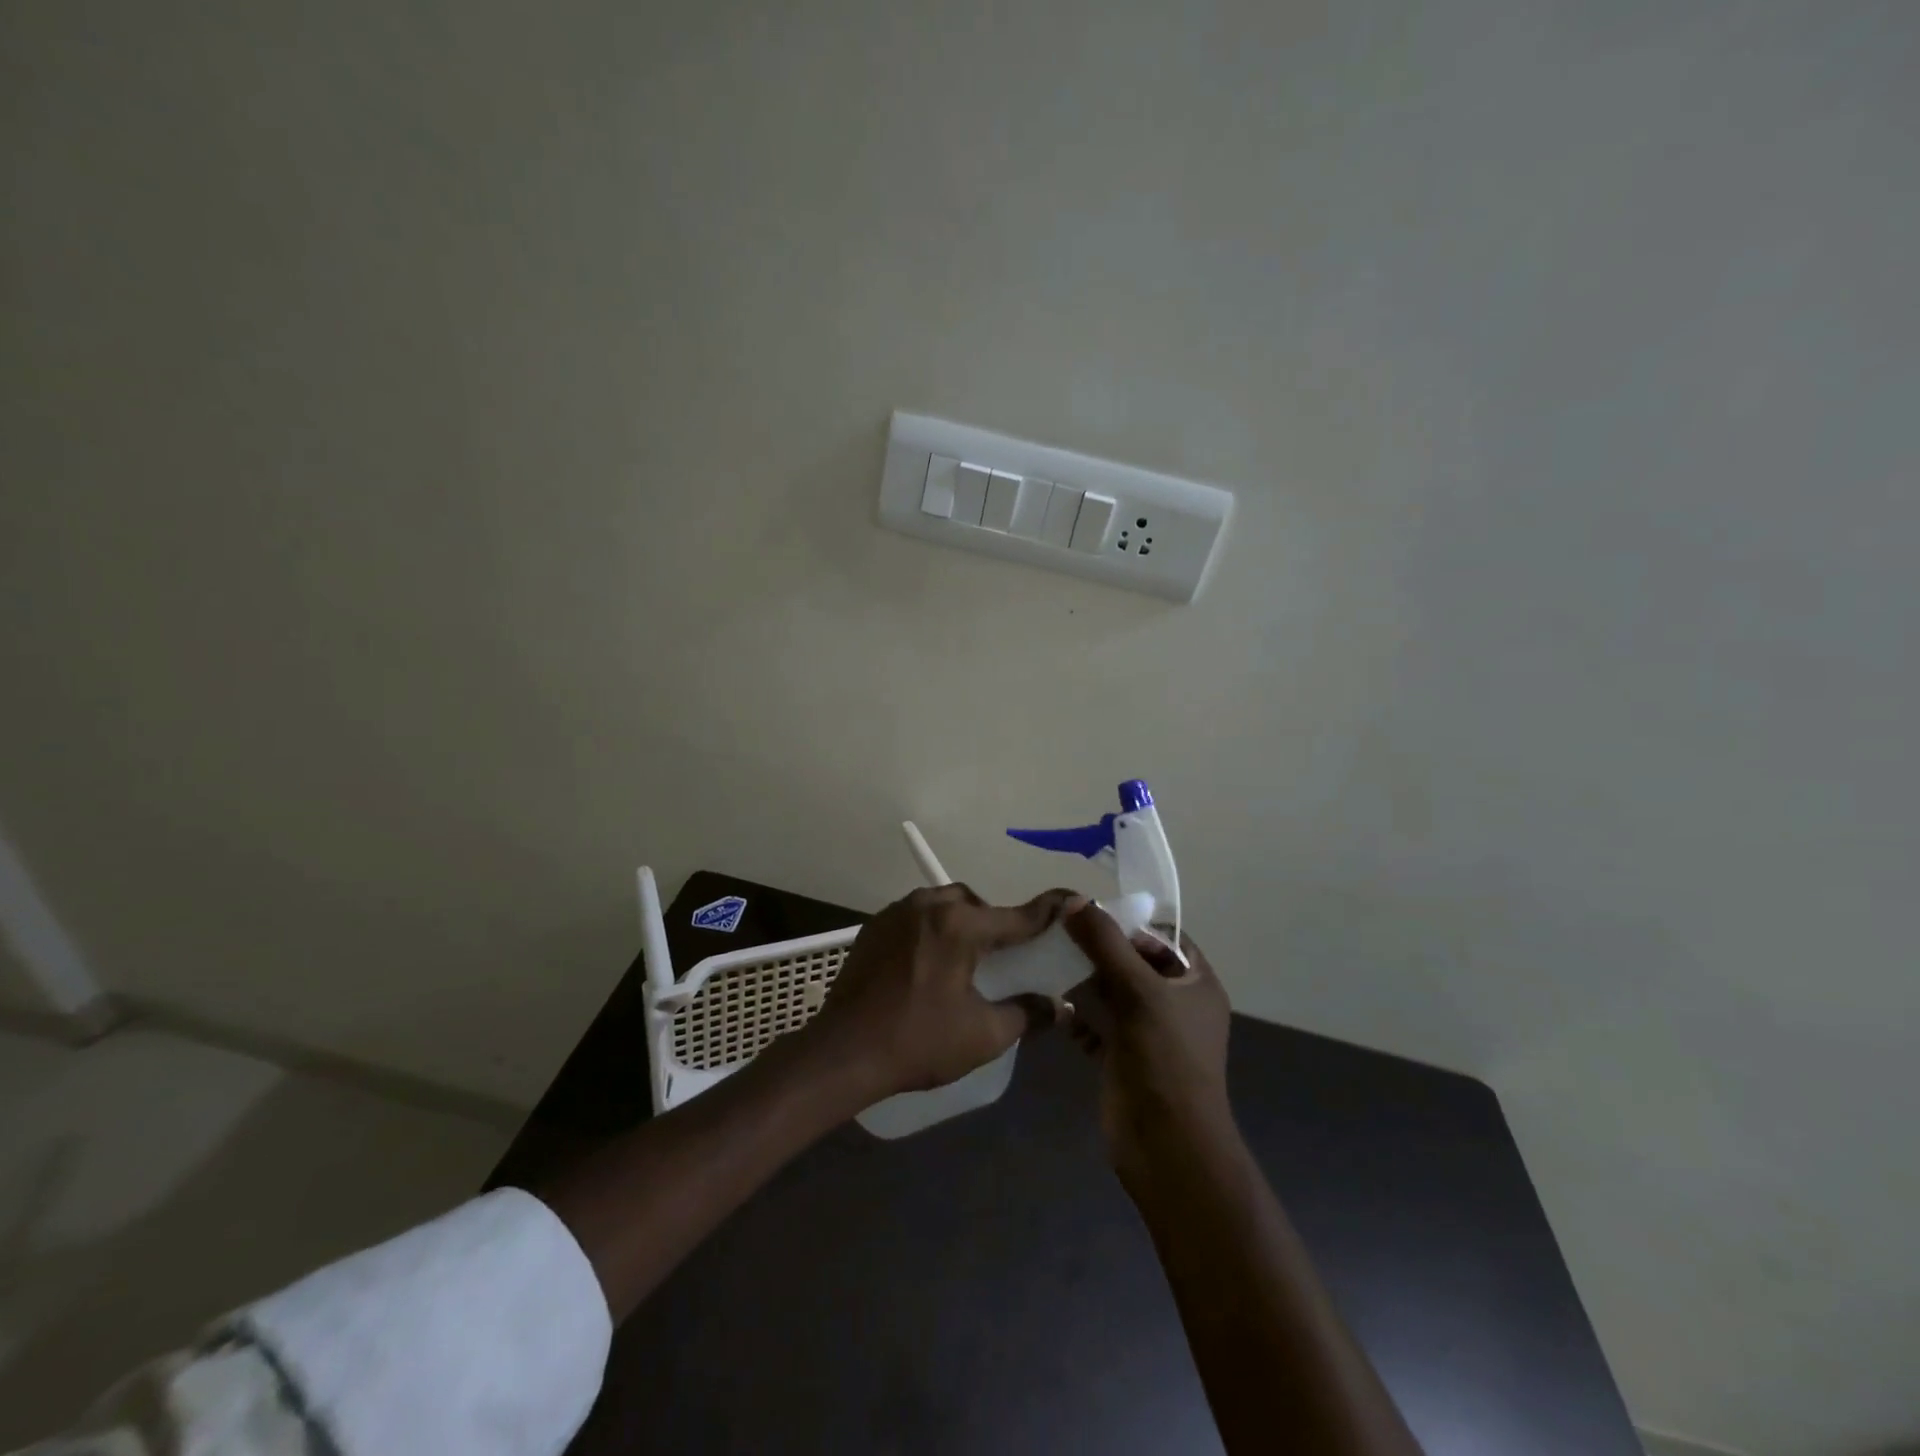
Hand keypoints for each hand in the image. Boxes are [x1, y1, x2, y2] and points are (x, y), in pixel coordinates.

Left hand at [805, 884, 1081, 1098]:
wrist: (842, 1052)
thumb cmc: (918, 1041)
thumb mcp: (983, 1035)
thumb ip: (1026, 1014)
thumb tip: (1056, 1007)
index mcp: (959, 925)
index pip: (1017, 916)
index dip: (1050, 912)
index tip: (1077, 900)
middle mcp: (928, 906)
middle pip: (975, 903)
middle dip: (993, 922)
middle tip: (1000, 957)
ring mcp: (896, 913)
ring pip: (942, 904)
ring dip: (960, 922)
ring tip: (963, 960)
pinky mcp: (873, 927)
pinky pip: (915, 916)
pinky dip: (931, 929)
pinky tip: (928, 963)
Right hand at [1063, 907, 1233, 1188]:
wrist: (1167, 1147)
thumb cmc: (1166, 1060)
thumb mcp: (1139, 991)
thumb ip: (1106, 944)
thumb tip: (1075, 901)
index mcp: (1196, 984)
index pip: (1164, 938)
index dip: (1129, 925)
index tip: (1089, 916)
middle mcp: (1175, 1004)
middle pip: (1133, 963)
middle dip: (1098, 951)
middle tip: (1059, 936)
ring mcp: (1148, 1033)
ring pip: (1111, 993)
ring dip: (1083, 982)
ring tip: (1048, 965)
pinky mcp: (1123, 1057)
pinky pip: (1097, 1025)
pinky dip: (1077, 1016)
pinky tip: (1053, 1008)